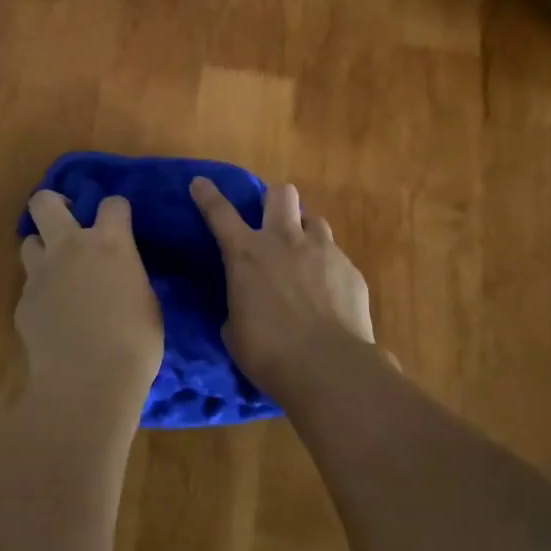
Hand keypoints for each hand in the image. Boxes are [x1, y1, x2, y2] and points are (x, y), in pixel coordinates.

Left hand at [16, 191, 163, 424]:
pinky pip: (30, 285)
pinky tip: (53, 315)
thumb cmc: (134, 343)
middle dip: (54, 203)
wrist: (87, 381)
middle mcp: (71, 247)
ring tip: (57, 270)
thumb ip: (129, 276)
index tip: (120, 222)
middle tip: (68, 220)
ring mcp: (41, 274)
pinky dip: (40, 293)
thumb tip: (120, 275)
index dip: (116, 210)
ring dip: (43, 249)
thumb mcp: (146, 301)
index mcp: (110, 243)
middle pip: (45, 202)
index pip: (112, 203)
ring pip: (29, 241)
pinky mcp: (23, 302)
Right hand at [190, 177, 374, 397]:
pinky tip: (329, 294)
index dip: (207, 195)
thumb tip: (246, 303)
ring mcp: (322, 250)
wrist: (328, 368)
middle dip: (274, 201)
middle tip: (272, 222)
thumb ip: (239, 304)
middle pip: (280, 193)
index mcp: (246, 254)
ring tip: (305, 258)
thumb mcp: (235, 330)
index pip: (220, 213)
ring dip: (305, 233)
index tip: (200, 183)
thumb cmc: (268, 353)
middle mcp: (284, 240)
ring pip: (314, 220)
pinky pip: (336, 256)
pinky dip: (328, 268)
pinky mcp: (350, 268)